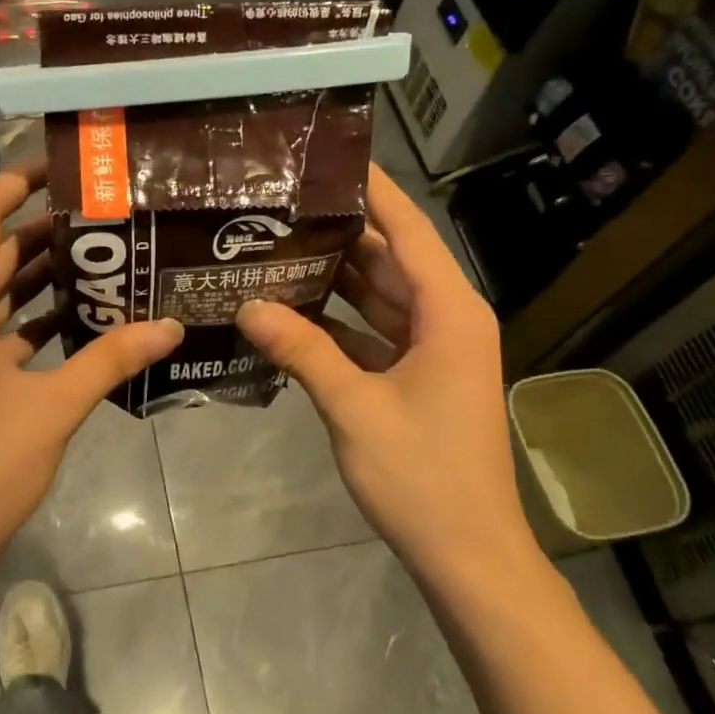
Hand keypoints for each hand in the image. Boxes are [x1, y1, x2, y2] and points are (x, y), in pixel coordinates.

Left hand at [0, 166, 183, 623]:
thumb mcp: (53, 410)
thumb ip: (110, 359)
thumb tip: (170, 326)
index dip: (16, 183)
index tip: (63, 169)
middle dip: (43, 231)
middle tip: (105, 218)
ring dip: (37, 277)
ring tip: (99, 260)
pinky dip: (25, 318)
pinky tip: (73, 320)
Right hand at [235, 164, 540, 587]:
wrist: (467, 555)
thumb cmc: (422, 475)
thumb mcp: (354, 407)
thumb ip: (302, 350)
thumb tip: (247, 305)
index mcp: (448, 313)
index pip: (410, 231)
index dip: (375, 191)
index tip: (332, 158)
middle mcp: (446, 319)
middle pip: (390, 259)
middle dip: (341, 230)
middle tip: (282, 203)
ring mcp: (432, 350)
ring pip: (378, 296)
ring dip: (334, 275)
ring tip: (276, 244)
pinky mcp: (417, 377)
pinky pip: (372, 332)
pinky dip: (337, 321)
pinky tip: (289, 309)